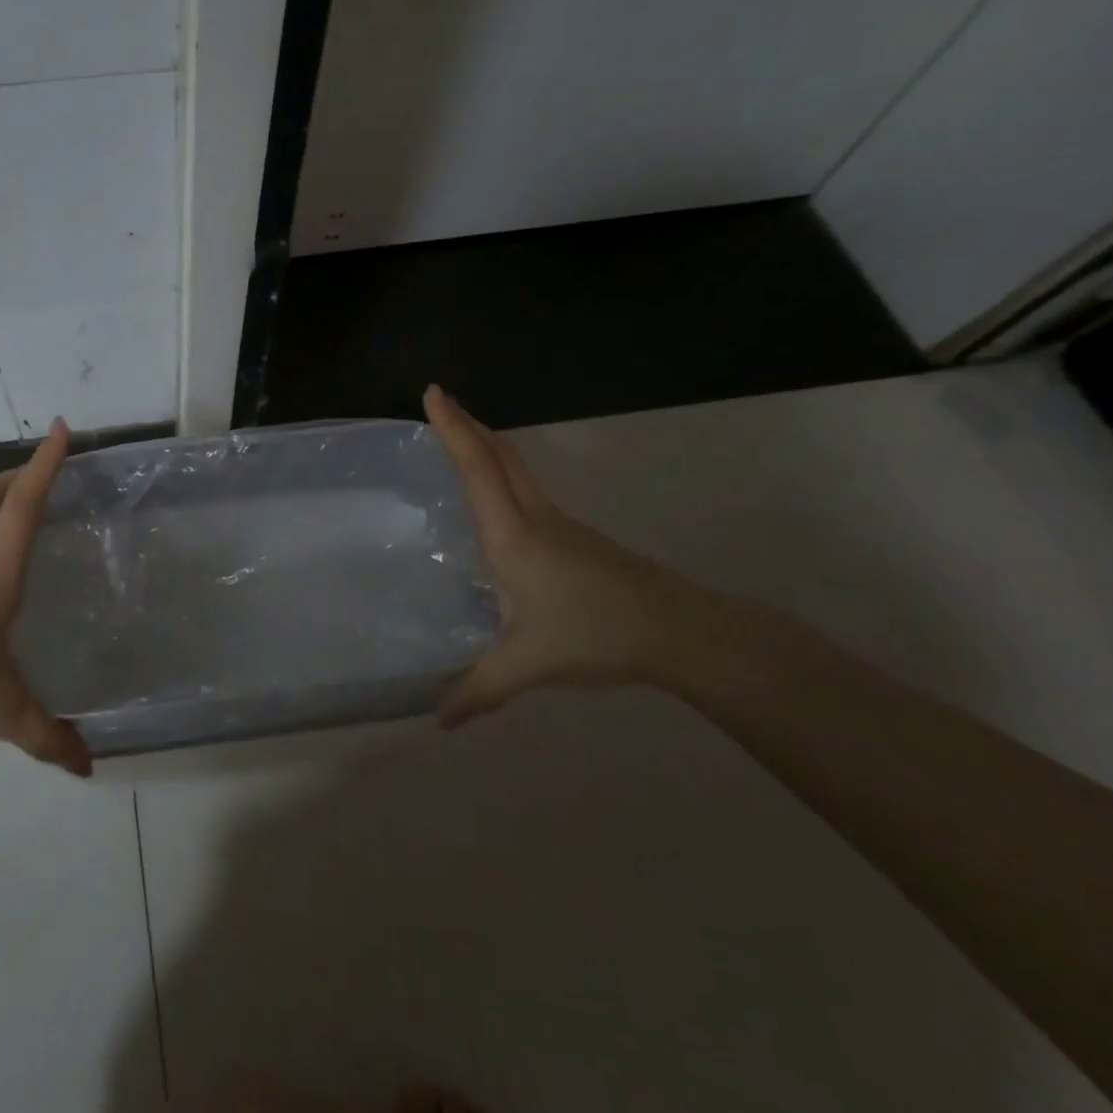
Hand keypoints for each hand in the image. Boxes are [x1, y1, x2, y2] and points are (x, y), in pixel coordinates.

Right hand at [424, 385, 741, 726]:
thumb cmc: (595, 635)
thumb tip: (439, 720)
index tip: (433, 392)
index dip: (453, 429)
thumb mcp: (528, 665)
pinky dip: (502, 472)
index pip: (477, 468)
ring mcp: (558, 525)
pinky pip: (526, 490)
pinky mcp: (573, 538)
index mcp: (512, 536)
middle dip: (467, 423)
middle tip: (440, 401)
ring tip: (460, 439)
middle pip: (499, 455)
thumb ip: (479, 690)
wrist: (678, 631)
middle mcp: (533, 518)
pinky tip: (496, 500)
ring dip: (487, 445)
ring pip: (516, 469)